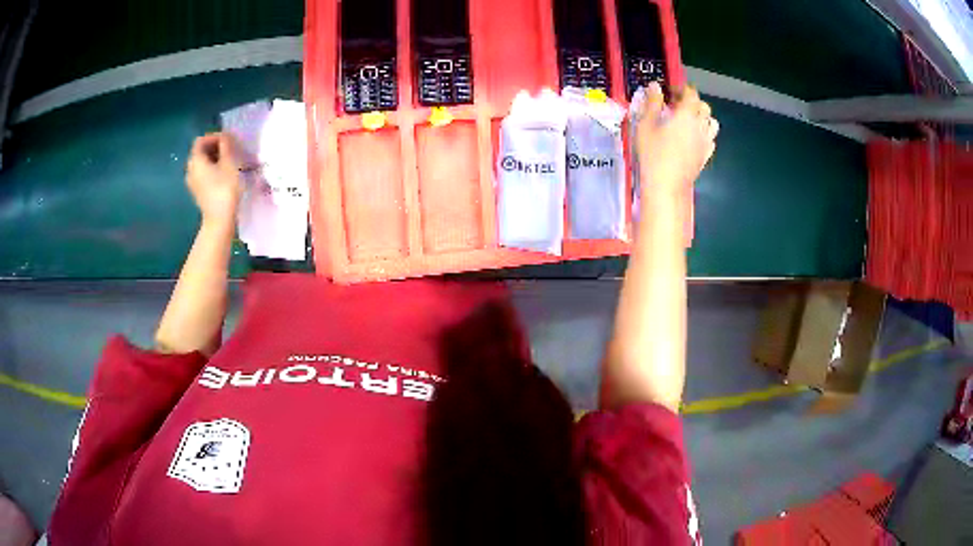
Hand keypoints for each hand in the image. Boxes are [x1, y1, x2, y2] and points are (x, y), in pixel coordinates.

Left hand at [186, 133, 244, 226]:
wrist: (219, 220)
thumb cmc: (225, 189)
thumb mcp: (229, 163)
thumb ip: (226, 145)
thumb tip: (225, 136)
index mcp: (195, 161)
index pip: (201, 140)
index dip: (214, 137)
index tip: (228, 140)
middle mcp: (190, 169)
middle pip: (200, 151)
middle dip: (214, 147)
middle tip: (230, 150)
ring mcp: (192, 182)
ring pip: (202, 163)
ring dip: (214, 158)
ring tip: (228, 162)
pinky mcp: (197, 192)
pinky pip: (202, 174)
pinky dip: (212, 169)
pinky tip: (223, 175)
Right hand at [636, 82, 718, 195]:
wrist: (667, 185)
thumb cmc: (653, 154)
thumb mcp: (646, 125)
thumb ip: (652, 104)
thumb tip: (655, 86)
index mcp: (686, 115)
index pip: (691, 94)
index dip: (682, 89)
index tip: (671, 90)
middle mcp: (700, 126)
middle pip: (704, 107)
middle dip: (693, 102)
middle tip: (678, 104)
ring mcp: (706, 142)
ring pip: (711, 122)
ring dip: (702, 117)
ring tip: (688, 120)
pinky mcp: (706, 155)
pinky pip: (711, 139)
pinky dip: (704, 133)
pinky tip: (693, 137)